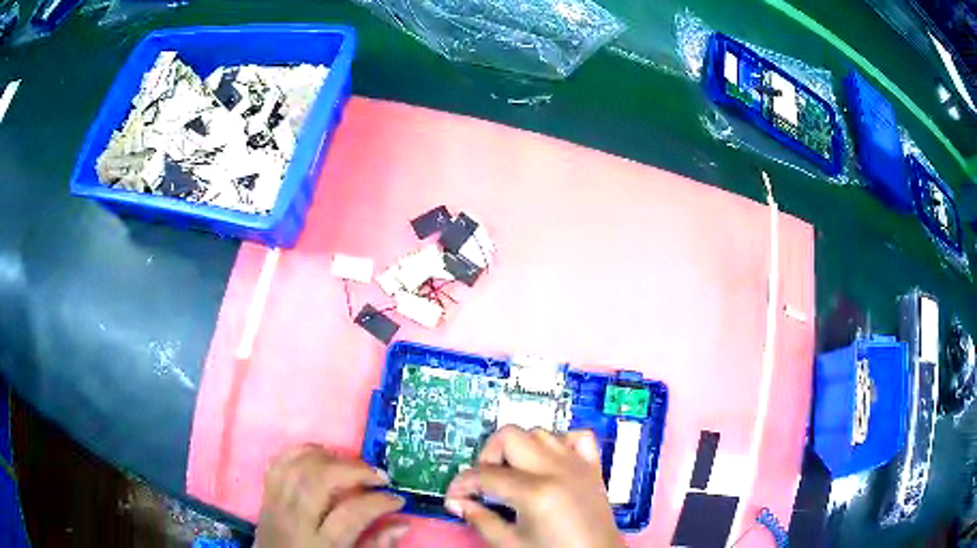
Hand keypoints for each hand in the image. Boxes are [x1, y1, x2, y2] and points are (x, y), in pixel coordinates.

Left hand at [256, 445, 407, 547]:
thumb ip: (375, 546)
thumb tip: (402, 523)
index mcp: (320, 544)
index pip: (350, 514)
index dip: (378, 502)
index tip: (397, 499)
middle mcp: (295, 520)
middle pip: (319, 481)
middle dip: (353, 470)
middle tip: (378, 475)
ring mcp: (277, 503)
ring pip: (298, 466)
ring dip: (330, 457)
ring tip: (352, 465)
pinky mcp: (266, 494)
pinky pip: (278, 463)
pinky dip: (300, 451)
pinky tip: (321, 453)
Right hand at [445, 426, 622, 547]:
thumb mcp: (510, 544)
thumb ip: (480, 520)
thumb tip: (458, 503)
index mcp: (535, 492)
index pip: (485, 474)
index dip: (462, 484)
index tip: (455, 497)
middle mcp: (557, 469)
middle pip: (509, 436)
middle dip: (487, 456)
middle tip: (484, 484)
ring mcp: (578, 465)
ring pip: (539, 432)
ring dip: (520, 449)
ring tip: (513, 475)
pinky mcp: (593, 467)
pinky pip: (577, 437)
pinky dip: (559, 443)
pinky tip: (549, 463)